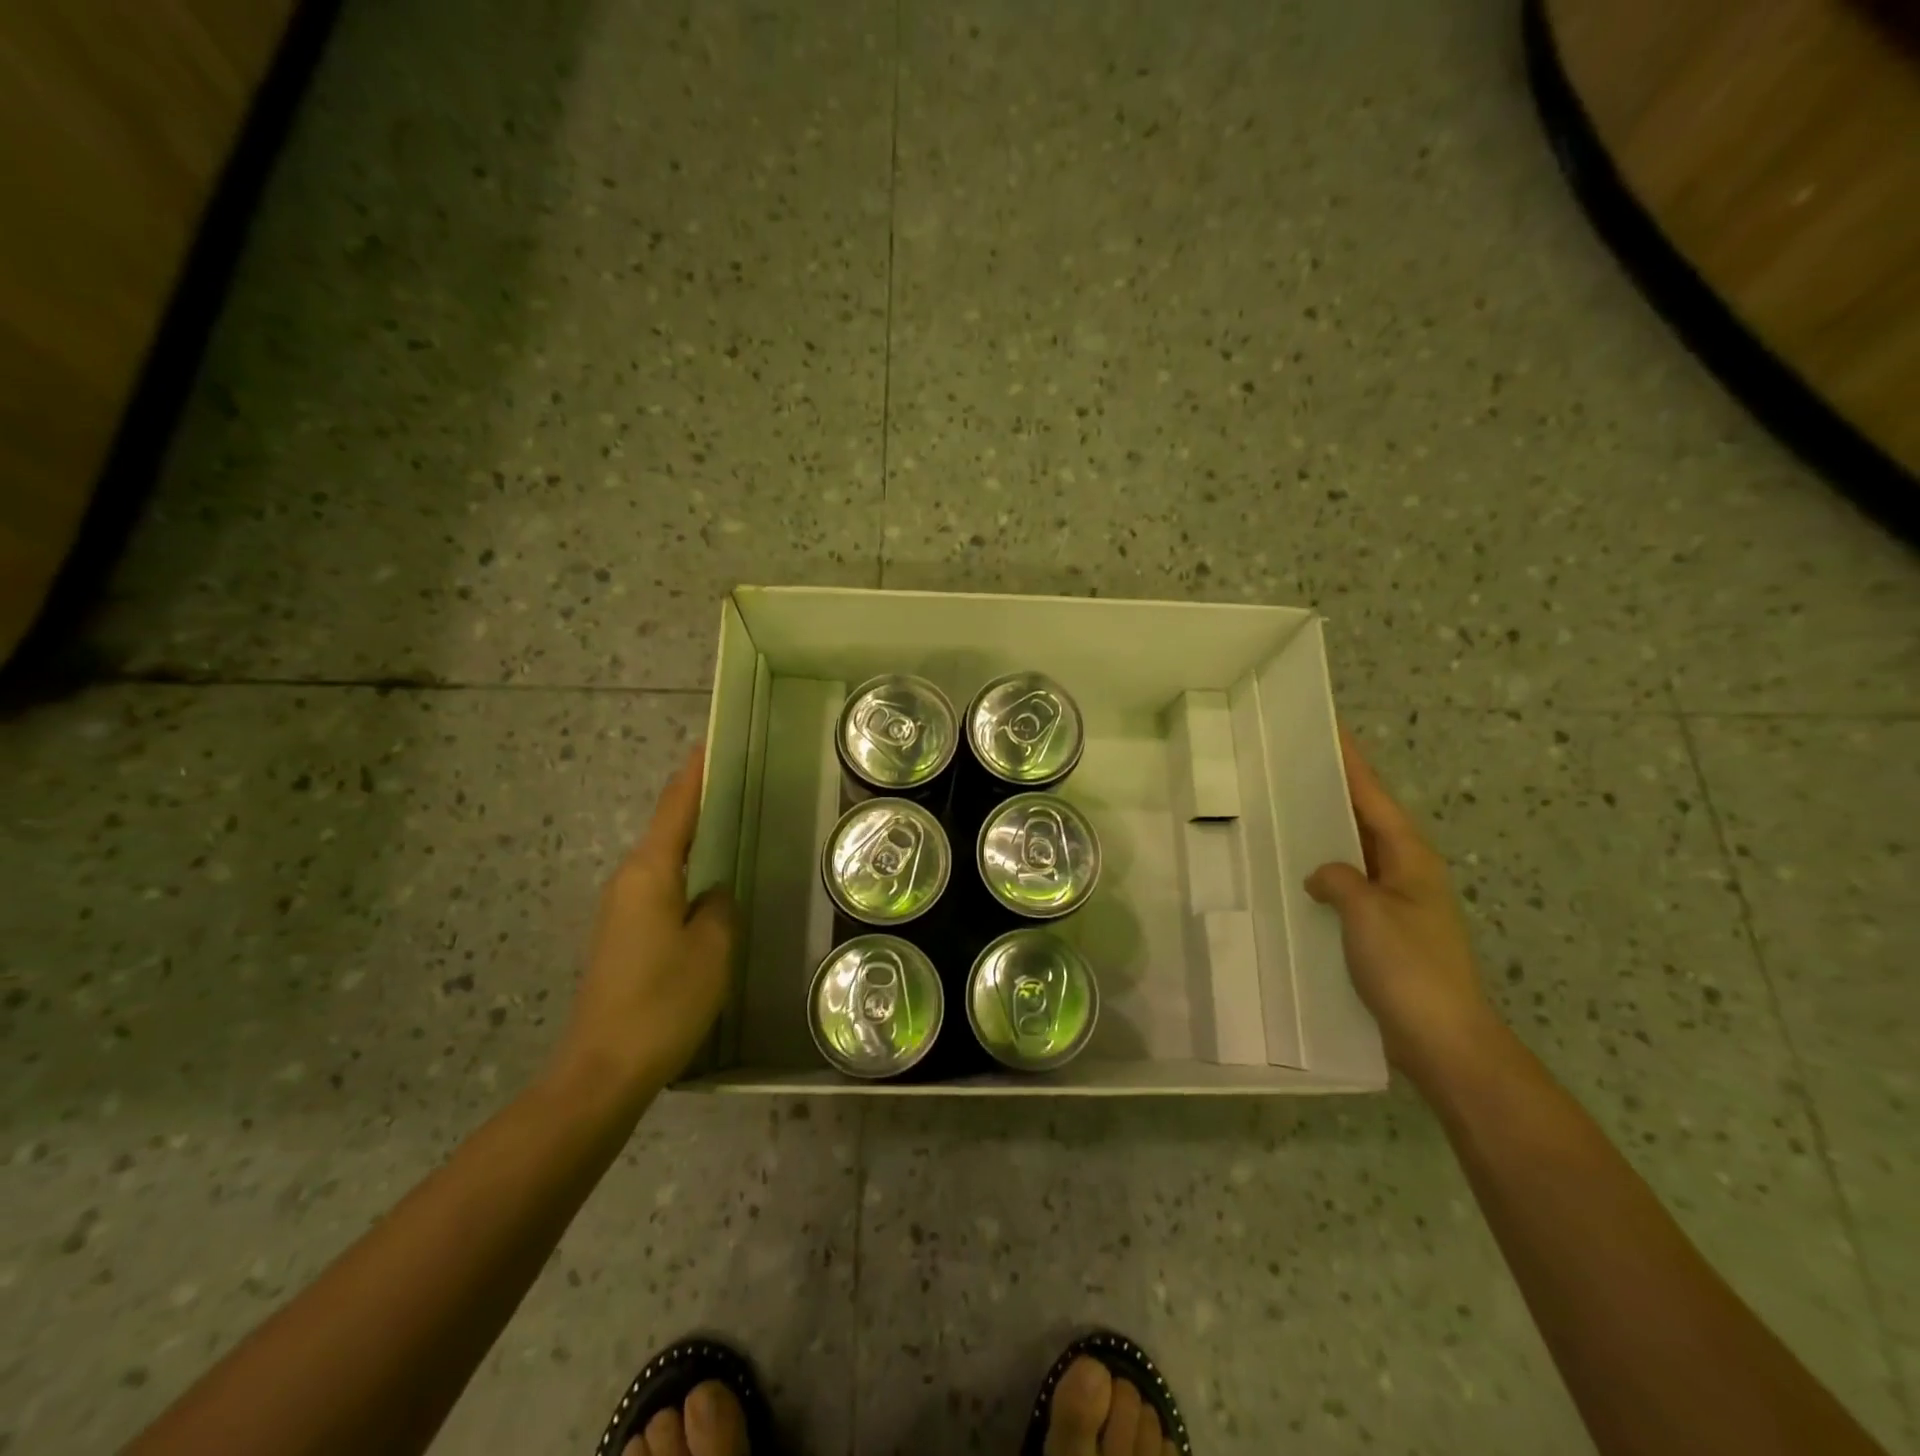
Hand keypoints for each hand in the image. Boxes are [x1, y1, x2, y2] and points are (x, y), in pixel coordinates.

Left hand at [550, 745, 736, 1103]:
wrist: (603, 1069)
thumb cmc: (663, 1001)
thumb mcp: (712, 949)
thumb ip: (721, 908)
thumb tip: (716, 892)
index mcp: (650, 872)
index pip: (676, 807)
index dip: (695, 773)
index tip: (712, 742)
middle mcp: (629, 881)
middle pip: (667, 828)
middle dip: (698, 803)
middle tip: (739, 783)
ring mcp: (622, 910)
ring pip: (665, 860)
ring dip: (694, 840)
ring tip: (732, 826)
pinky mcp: (623, 936)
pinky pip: (662, 888)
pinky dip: (687, 873)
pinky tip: (710, 886)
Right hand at [1305, 726, 1501, 1089]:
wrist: (1443, 1040)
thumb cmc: (1410, 969)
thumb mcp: (1368, 913)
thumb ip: (1339, 879)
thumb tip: (1321, 874)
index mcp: (1410, 858)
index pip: (1374, 797)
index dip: (1352, 763)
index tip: (1330, 730)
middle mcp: (1407, 873)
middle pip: (1367, 819)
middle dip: (1336, 791)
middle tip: (1296, 766)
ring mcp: (1398, 903)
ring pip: (1357, 853)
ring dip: (1329, 832)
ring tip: (1288, 812)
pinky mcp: (1385, 932)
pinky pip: (1350, 886)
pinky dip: (1327, 873)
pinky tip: (1298, 878)